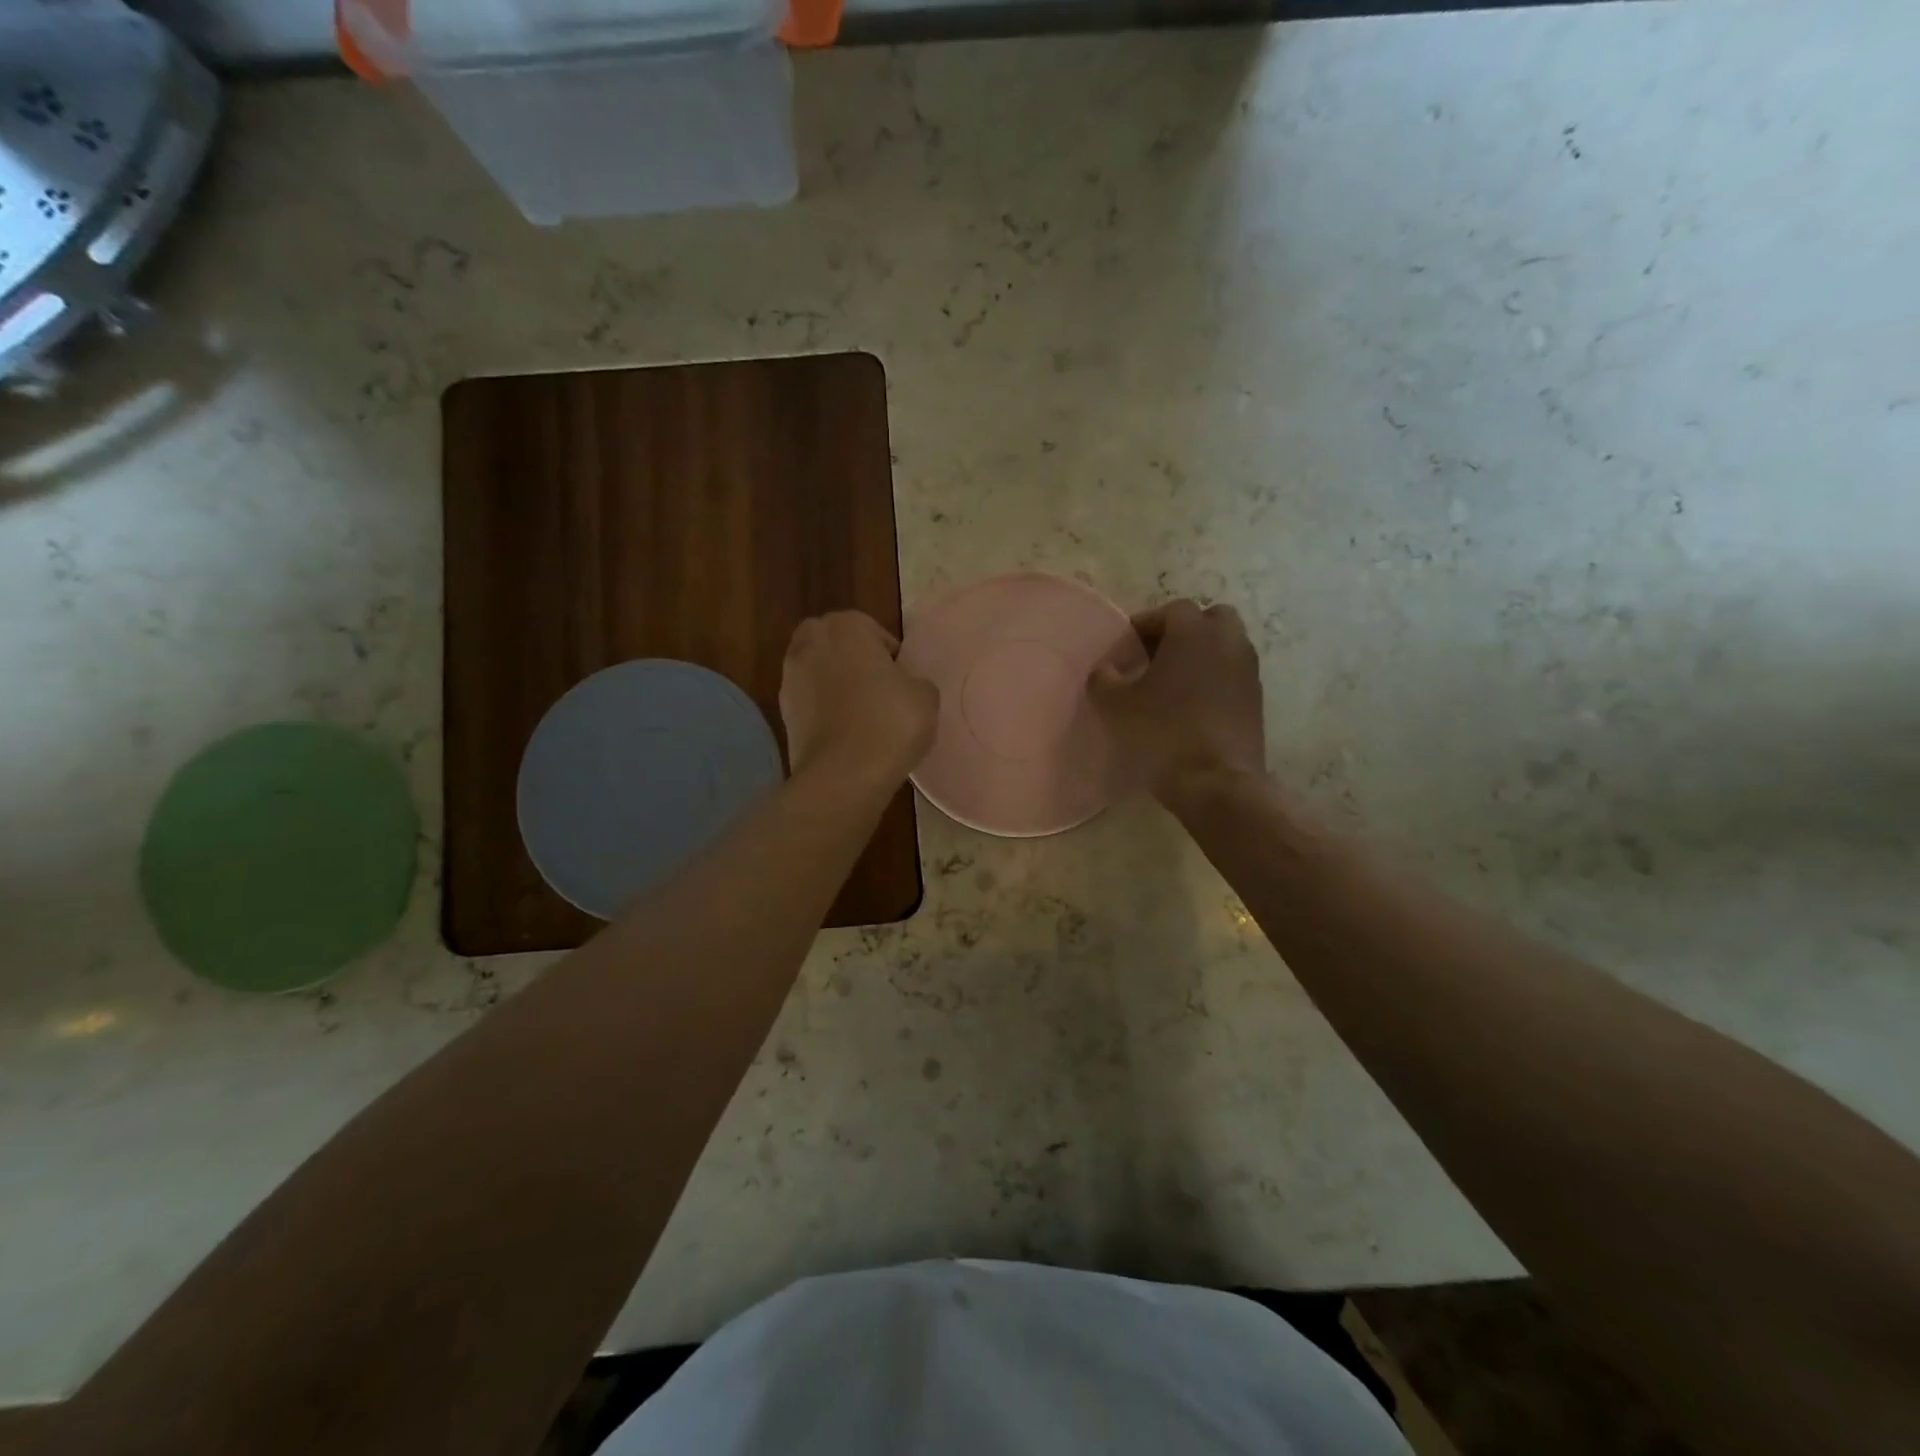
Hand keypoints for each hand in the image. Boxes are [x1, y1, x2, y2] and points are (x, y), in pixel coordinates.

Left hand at [780, 611, 938, 788]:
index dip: (892, 657)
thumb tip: (904, 685)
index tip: (903, 683)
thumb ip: (915, 680)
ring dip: (838, 686)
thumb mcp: (926, 696)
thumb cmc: (889, 723)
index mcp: (846, 626)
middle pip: (840, 646)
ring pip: (821, 673)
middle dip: (856, 662)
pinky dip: (825, 711)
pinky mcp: (782, 711)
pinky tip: (846, 734)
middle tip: (881, 692)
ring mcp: (790, 677)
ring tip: (863, 717)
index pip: (875, 632)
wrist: (843, 774)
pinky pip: (811, 702)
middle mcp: (811, 642)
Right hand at [1089, 599, 1266, 800]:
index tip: (1127, 647)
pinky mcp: (1256, 698)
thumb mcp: (1118, 705)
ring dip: (1201, 655)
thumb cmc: (1163, 732)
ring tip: (1173, 683)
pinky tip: (1192, 705)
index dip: (1146, 624)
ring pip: (1225, 645)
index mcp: (1194, 632)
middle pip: (1209, 618)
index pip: (1171, 610)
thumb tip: (1105, 668)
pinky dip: (1215, 678)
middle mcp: (1228, 641)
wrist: (1216, 781)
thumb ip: (1104, 678)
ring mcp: (1248, 669)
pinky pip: (1233, 673)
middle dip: (1184, 632)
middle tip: (1156, 657)